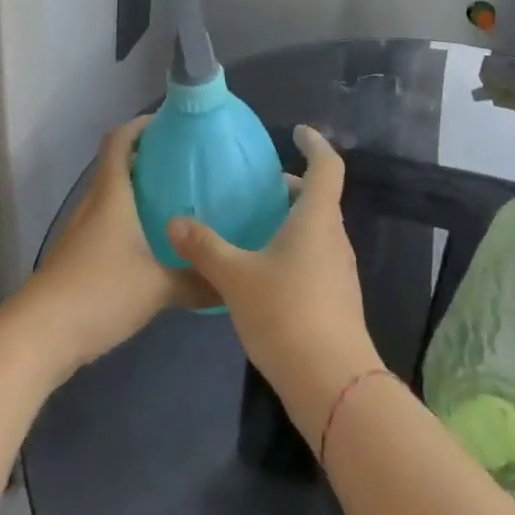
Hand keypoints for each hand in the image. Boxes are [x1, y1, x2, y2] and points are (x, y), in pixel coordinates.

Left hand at [14, 116, 208, 376]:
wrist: (39, 336)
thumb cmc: (99, 293)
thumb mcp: (158, 288)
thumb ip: (196, 281)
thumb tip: (230, 281)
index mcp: (111, 196)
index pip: (119, 141)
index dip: (141, 125)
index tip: (171, 124)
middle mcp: (93, 205)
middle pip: (116, 166)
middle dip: (148, 159)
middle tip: (186, 166)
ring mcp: (81, 232)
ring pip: (111, 197)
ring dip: (137, 192)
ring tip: (175, 203)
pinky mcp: (76, 258)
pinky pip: (106, 225)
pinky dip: (128, 222)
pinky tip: (151, 245)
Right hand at [167, 125, 381, 445]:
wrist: (332, 383)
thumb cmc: (286, 314)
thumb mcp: (236, 277)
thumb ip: (205, 247)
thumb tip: (174, 222)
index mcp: (316, 218)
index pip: (327, 165)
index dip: (315, 143)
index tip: (297, 132)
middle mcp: (333, 236)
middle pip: (319, 198)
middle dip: (291, 187)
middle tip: (258, 187)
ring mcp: (339, 269)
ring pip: (317, 229)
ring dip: (291, 219)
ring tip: (254, 226)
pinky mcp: (336, 297)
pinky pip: (316, 256)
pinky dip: (294, 248)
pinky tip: (264, 271)